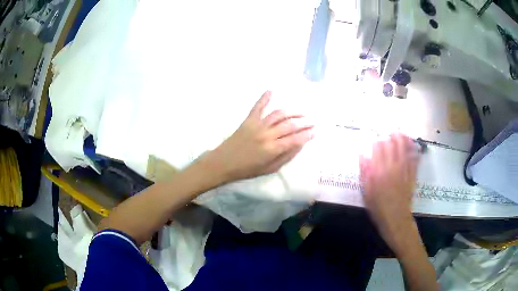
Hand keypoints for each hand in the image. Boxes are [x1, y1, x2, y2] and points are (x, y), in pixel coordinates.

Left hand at [201, 91, 313, 183]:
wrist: (223, 163)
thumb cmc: (247, 169)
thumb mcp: (269, 169)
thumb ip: (286, 157)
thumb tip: (300, 145)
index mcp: (272, 149)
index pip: (294, 139)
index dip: (306, 135)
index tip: (315, 132)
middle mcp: (266, 135)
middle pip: (289, 125)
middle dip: (303, 123)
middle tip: (312, 122)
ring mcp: (257, 125)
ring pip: (278, 114)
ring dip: (292, 112)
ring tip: (301, 112)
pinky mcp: (248, 120)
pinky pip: (257, 107)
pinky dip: (264, 98)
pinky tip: (271, 90)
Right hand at [359, 134, 418, 255]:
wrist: (395, 219)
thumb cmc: (378, 208)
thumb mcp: (366, 192)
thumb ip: (364, 172)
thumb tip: (362, 155)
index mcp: (380, 171)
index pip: (378, 148)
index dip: (377, 143)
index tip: (375, 143)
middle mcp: (393, 167)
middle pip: (393, 145)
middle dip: (391, 137)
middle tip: (390, 133)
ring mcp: (405, 170)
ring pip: (405, 149)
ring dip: (403, 139)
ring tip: (401, 133)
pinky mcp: (412, 175)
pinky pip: (414, 159)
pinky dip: (414, 151)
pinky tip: (414, 146)